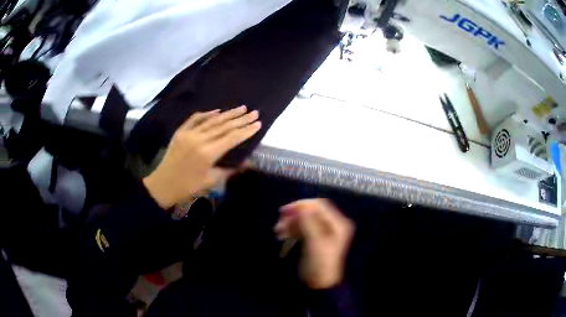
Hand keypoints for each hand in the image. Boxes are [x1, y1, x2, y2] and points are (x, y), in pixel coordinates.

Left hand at [143, 105, 260, 208]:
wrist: (164, 184)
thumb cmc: (188, 186)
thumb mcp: (211, 181)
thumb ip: (229, 170)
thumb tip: (247, 163)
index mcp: (208, 153)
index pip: (232, 138)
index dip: (246, 130)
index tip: (258, 123)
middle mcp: (199, 139)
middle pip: (224, 126)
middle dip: (241, 119)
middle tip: (254, 112)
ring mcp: (189, 133)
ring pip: (212, 120)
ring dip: (228, 114)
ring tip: (241, 108)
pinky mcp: (180, 131)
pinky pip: (195, 119)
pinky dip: (207, 114)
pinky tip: (217, 110)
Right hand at [275, 199, 354, 288]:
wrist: (318, 284)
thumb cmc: (319, 264)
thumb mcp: (315, 242)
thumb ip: (309, 222)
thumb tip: (301, 206)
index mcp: (338, 224)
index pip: (320, 206)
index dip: (302, 205)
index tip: (285, 210)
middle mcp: (332, 225)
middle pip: (311, 212)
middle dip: (295, 216)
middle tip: (279, 221)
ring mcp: (324, 232)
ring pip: (305, 220)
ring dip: (291, 223)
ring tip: (278, 231)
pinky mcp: (315, 239)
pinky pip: (302, 228)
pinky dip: (292, 230)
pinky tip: (282, 234)